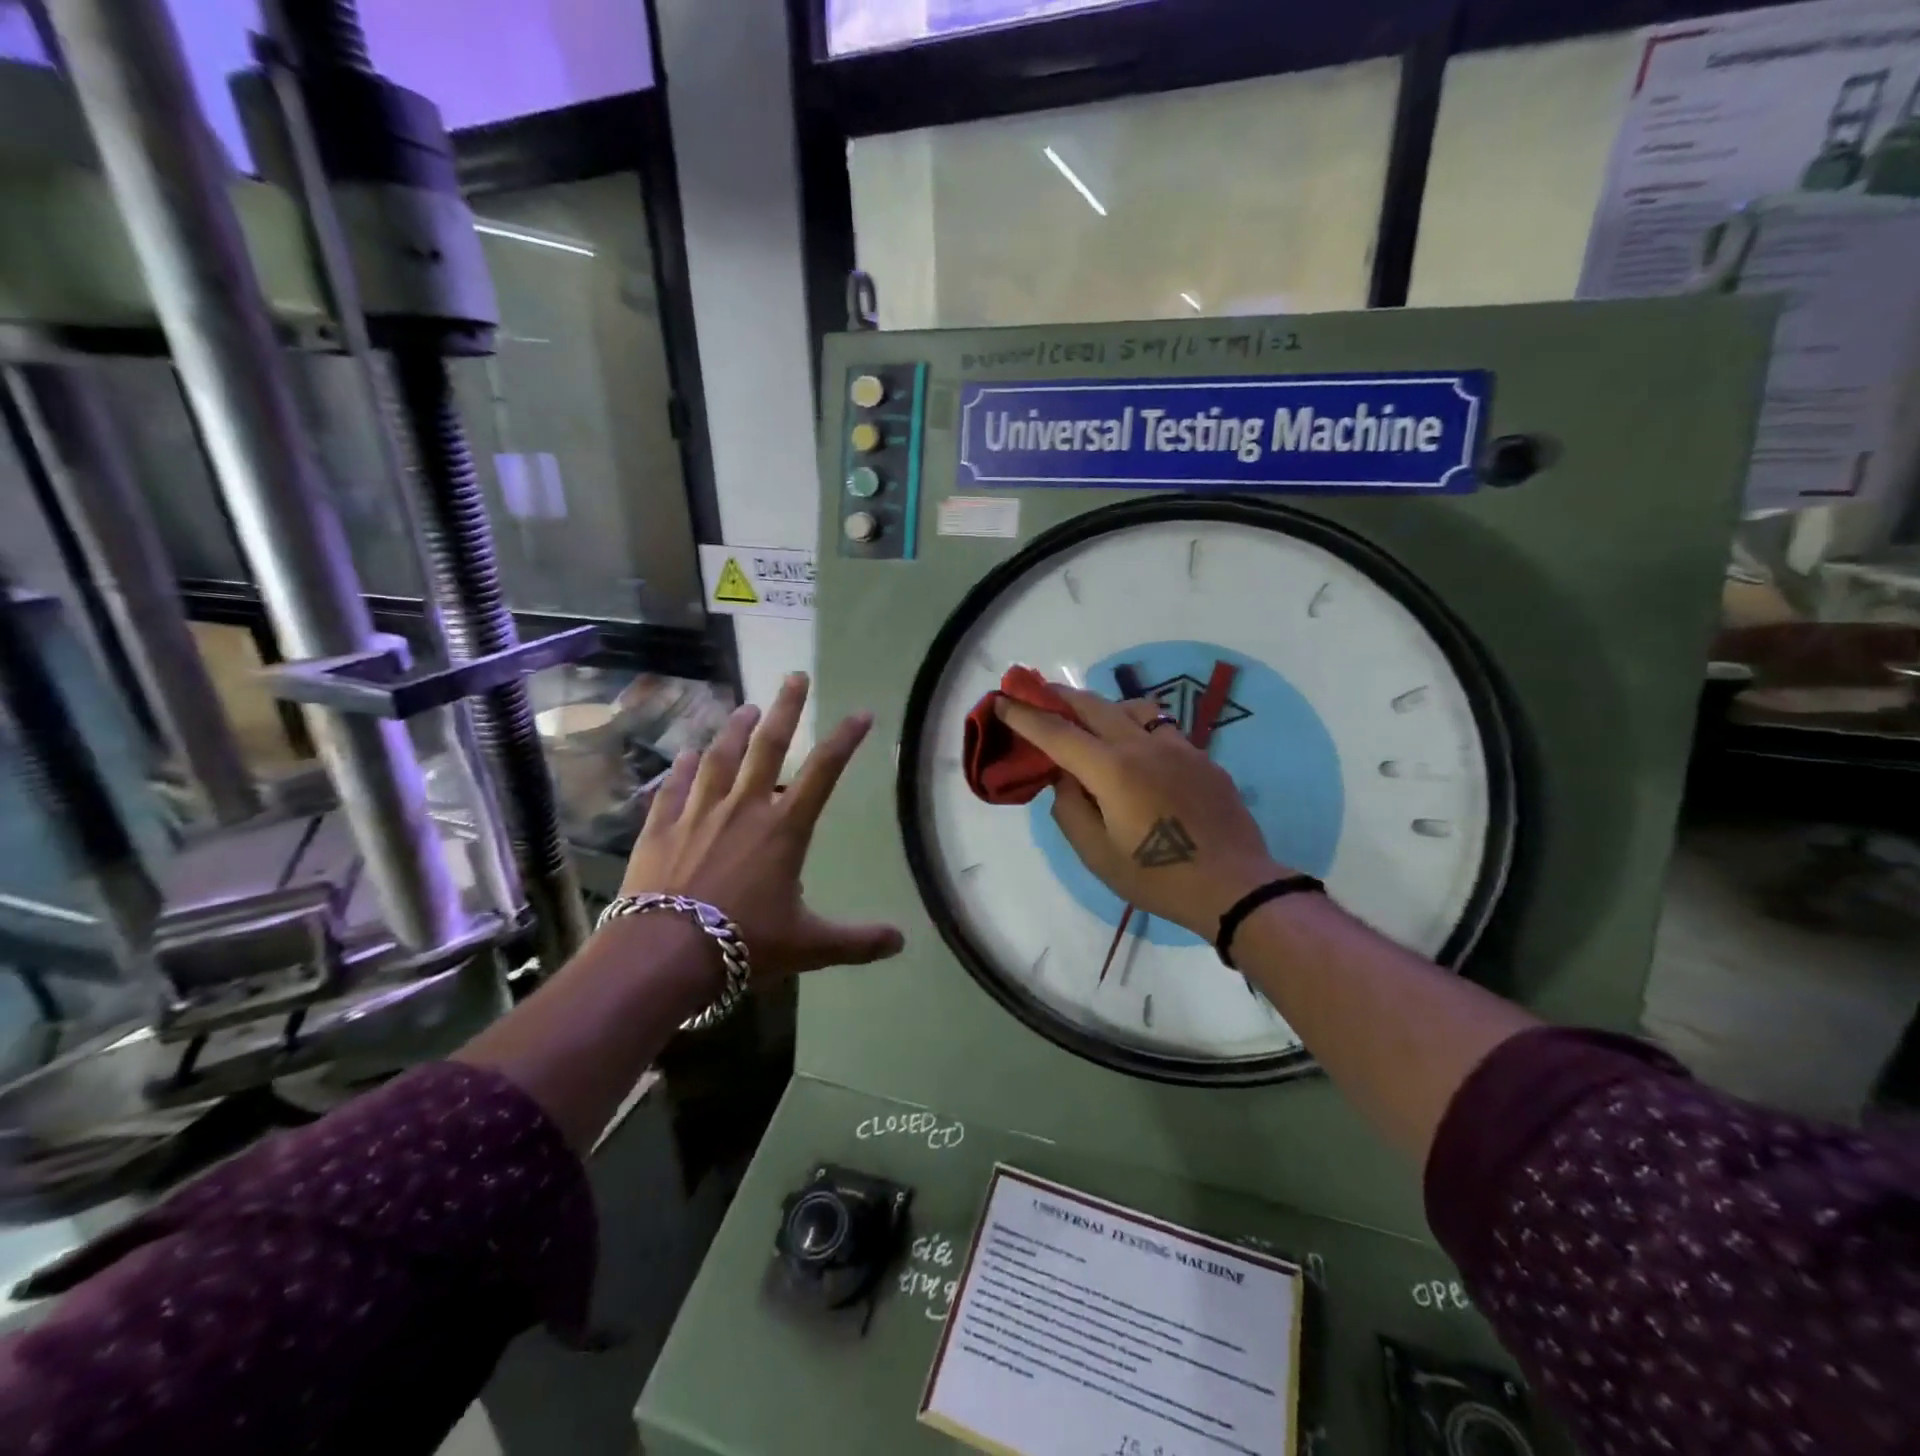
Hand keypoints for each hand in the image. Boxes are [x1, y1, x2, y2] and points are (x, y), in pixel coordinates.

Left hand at [620, 673, 903, 978]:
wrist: (665, 954)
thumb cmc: (745, 944)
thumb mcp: (809, 946)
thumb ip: (857, 941)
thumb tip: (902, 942)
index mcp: (784, 829)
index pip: (823, 773)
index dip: (845, 740)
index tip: (860, 712)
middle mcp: (744, 809)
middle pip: (768, 747)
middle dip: (785, 709)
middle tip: (795, 676)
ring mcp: (698, 813)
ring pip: (720, 758)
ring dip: (734, 729)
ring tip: (745, 707)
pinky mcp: (661, 828)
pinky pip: (674, 788)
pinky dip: (682, 768)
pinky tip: (686, 754)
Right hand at [997, 683, 1286, 939]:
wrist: (1235, 885)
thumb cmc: (1158, 878)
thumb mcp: (1097, 855)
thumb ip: (1070, 809)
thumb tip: (1064, 779)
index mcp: (1112, 769)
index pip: (1057, 733)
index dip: (1025, 716)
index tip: (1003, 700)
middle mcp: (1143, 745)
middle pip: (1094, 706)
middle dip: (1060, 697)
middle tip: (1038, 693)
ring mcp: (1178, 747)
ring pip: (1133, 708)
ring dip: (1102, 707)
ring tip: (1091, 721)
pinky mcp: (1202, 758)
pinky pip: (1161, 729)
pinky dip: (1136, 728)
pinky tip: (1138, 754)